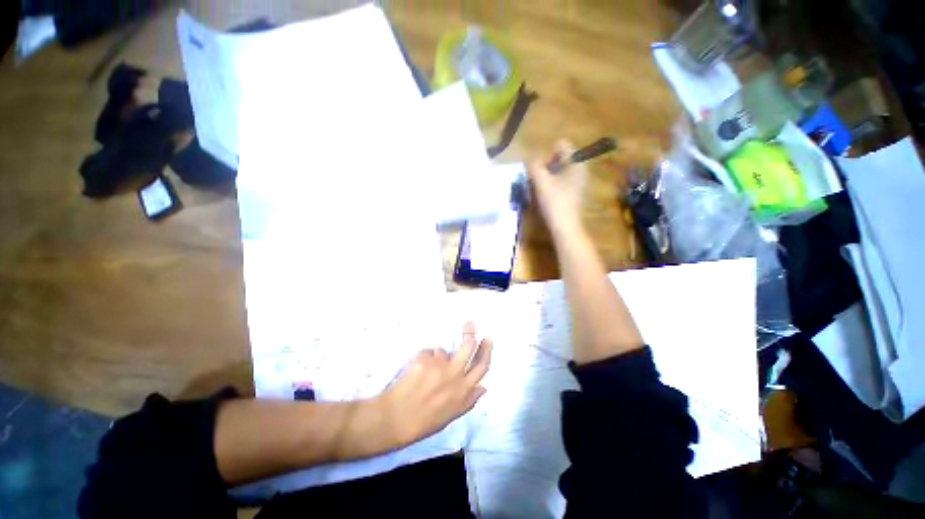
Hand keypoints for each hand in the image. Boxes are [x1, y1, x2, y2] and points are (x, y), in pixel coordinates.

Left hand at [377, 322, 491, 445]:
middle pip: (468, 347)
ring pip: (442, 351)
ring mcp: (439, 366)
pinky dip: (423, 360)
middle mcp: (454, 376)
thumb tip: (484, 387)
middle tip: (469, 324)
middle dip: (470, 333)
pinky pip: (427, 353)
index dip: (486, 351)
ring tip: (424, 372)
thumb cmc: (424, 421)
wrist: (395, 419)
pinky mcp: (424, 360)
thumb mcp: (451, 416)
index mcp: (463, 390)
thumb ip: (469, 400)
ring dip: (436, 358)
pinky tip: (415, 373)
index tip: (487, 339)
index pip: (482, 366)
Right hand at [528, 140, 588, 229]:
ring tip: (540, 189)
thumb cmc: (554, 202)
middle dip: (547, 166)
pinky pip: (563, 181)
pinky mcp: (577, 193)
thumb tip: (532, 160)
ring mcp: (580, 181)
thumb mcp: (541, 182)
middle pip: (561, 158)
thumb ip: (534, 166)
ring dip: (549, 176)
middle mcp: (581, 168)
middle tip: (538, 180)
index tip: (541, 169)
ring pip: (561, 171)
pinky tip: (548, 196)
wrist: (566, 227)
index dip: (547, 154)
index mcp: (576, 162)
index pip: (562, 145)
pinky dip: (554, 185)